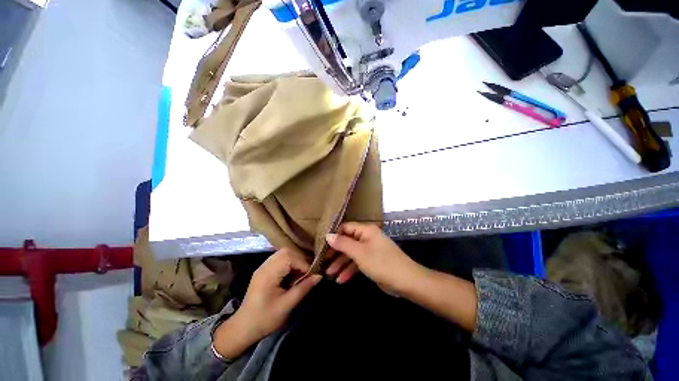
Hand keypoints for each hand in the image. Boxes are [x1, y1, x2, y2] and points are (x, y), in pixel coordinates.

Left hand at [213, 248, 320, 358]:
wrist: (242, 328)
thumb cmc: (264, 319)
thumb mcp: (286, 305)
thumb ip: (303, 288)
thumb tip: (319, 276)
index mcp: (268, 274)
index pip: (290, 258)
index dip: (303, 263)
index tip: (312, 274)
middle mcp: (265, 266)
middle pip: (286, 251)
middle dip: (300, 259)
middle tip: (307, 272)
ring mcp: (263, 267)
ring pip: (283, 254)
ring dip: (295, 260)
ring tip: (301, 273)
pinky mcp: (264, 271)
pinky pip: (279, 259)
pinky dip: (289, 263)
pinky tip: (292, 275)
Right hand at [326, 222, 424, 294]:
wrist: (406, 281)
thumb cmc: (381, 262)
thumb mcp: (359, 253)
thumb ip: (342, 243)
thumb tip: (328, 235)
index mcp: (366, 230)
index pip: (345, 228)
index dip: (334, 235)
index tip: (322, 246)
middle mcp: (367, 237)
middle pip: (347, 242)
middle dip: (335, 253)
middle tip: (323, 263)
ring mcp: (370, 250)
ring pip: (351, 254)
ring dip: (341, 264)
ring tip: (329, 275)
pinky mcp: (372, 262)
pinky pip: (358, 263)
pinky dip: (350, 270)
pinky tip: (341, 280)